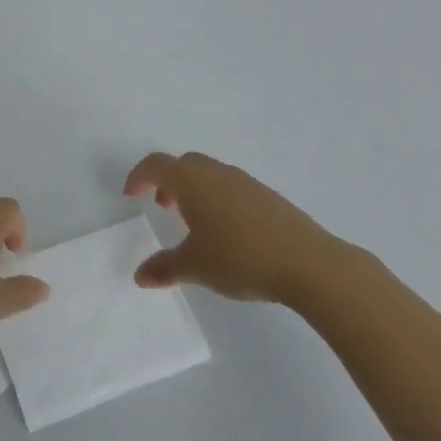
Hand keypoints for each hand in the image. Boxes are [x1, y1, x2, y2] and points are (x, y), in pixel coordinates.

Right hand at [124, 151, 370, 304]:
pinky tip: (228, 232)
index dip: (139, 176)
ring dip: (195, 190)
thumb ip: (164, 268)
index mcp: (193, 182)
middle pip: (184, 164)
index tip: (132, 196)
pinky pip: (232, 187)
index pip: (156, 165)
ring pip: (210, 174)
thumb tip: (140, 276)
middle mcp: (217, 173)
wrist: (309, 263)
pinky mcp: (269, 197)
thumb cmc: (240, 258)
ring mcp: (247, 182)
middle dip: (168, 181)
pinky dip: (218, 198)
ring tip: (195, 223)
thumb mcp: (195, 267)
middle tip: (164, 208)